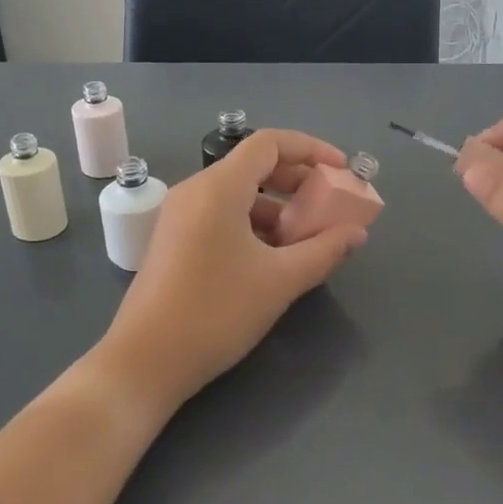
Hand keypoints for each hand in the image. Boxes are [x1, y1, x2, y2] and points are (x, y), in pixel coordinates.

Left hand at [101, 129, 370, 412]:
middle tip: (329, 206)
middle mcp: (196, 191)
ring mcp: (180, 216)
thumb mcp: (280, 281)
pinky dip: (253, 226)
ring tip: (306, 243)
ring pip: (239, 195)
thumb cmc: (216, 312)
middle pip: (254, 166)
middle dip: (297, 182)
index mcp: (219, 187)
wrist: (145, 361)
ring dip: (277, 210)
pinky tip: (273, 260)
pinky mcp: (174, 241)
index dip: (311, 149)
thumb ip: (324, 251)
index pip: (270, 143)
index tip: (342, 170)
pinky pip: (221, 216)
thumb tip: (357, 233)